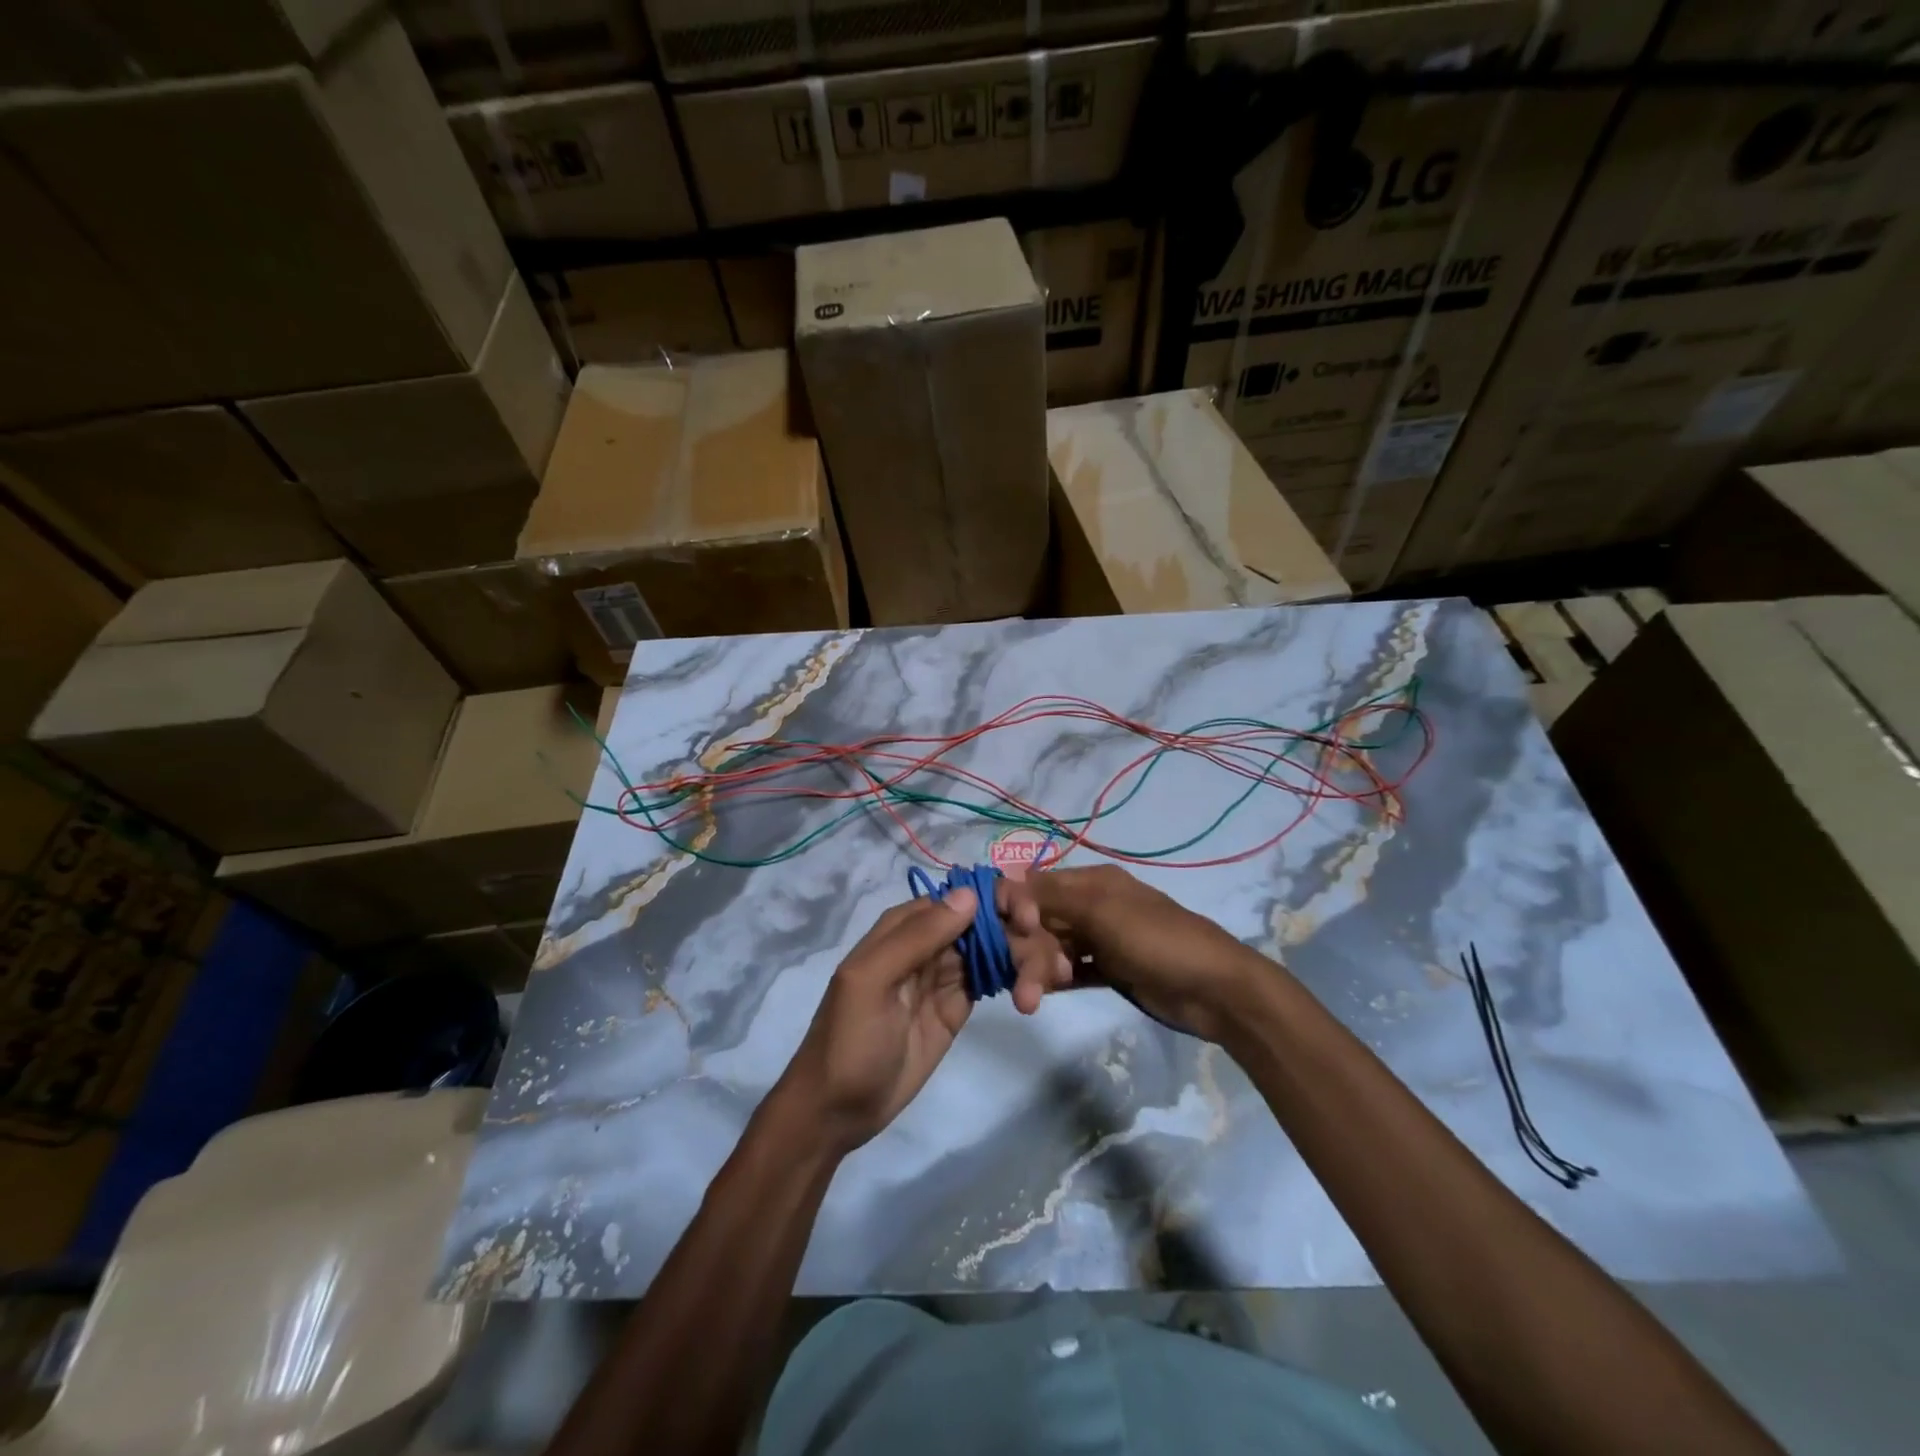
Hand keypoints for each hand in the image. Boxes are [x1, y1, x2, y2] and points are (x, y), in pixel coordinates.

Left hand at [776, 882, 1070, 1153]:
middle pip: (986, 920)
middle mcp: (929, 942)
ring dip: (1026, 958)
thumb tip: (969, 894)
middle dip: (1021, 933)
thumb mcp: (872, 982)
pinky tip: (1037, 993)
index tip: (1030, 918)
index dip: (998, 898)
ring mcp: (946, 973)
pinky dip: (1019, 980)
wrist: (838, 1110)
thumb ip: (917, 937)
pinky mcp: (960, 1004)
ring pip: (996, 947)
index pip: (959, 895)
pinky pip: (995, 978)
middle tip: (1049, 967)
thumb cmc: (849, 1040)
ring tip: (1044, 987)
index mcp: (904, 926)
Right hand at [1025, 865, 1259, 1041]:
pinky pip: (1072, 970)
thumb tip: (1005, 877)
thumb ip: (1051, 898)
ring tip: (1030, 1001)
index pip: (1037, 886)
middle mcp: (1093, 905)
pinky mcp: (1111, 969)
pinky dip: (1056, 980)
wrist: (1215, 990)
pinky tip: (1040, 995)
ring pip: (1055, 948)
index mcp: (1093, 882)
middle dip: (1026, 949)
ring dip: (1038, 970)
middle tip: (1020, 985)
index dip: (1014, 906)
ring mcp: (1103, 939)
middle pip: (1042, 921)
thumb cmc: (1157, 941)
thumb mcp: (1102, 913)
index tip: (1001, 933)